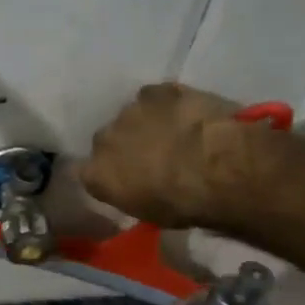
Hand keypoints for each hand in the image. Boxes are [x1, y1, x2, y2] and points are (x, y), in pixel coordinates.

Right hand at [81, 83, 252, 227]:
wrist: (217, 168)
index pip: (87, 172)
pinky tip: (186, 114)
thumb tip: (136, 188)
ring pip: (132, 116)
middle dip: (124, 146)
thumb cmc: (182, 204)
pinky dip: (167, 104)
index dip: (106, 173)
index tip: (123, 178)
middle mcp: (104, 140)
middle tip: (151, 156)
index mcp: (96, 175)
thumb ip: (131, 195)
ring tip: (173, 133)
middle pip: (107, 140)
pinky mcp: (158, 91)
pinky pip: (156, 96)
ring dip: (146, 124)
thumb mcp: (149, 213)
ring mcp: (130, 111)